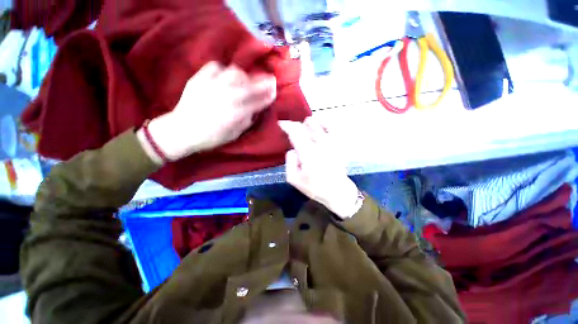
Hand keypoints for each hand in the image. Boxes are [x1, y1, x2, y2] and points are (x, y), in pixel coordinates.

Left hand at [139, 61, 276, 162]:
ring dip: (244, 75)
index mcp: (236, 113)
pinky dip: (223, 69)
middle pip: (251, 85)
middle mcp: (227, 96)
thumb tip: (254, 110)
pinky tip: (225, 76)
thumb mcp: (234, 135)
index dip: (268, 96)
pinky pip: (215, 66)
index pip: (258, 101)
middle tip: (269, 80)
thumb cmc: (211, 137)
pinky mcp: (200, 79)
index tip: (274, 92)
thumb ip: (246, 121)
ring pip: (234, 72)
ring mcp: (213, 85)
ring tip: (245, 80)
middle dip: (264, 82)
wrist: (182, 130)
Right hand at [279, 117, 359, 218]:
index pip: (296, 132)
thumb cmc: (314, 187)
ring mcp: (332, 143)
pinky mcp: (339, 144)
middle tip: (294, 132)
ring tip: (305, 129)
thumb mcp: (294, 179)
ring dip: (309, 124)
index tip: (281, 124)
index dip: (287, 126)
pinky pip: (332, 127)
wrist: (337, 191)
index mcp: (308, 153)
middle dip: (297, 126)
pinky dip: (324, 123)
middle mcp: (320, 144)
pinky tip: (320, 125)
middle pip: (306, 125)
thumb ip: (290, 162)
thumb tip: (293, 150)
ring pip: (318, 123)